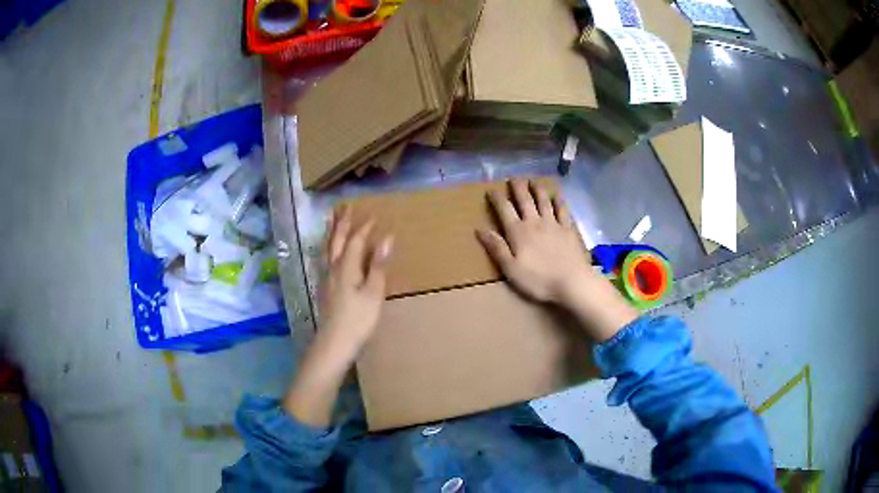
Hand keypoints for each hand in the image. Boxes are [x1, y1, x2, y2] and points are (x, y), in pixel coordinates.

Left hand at [318, 205, 392, 358]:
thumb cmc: (358, 318)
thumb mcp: (373, 292)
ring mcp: (326, 277)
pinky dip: (329, 247)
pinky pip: (326, 258)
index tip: (373, 215)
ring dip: (332, 232)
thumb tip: (387, 238)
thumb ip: (378, 265)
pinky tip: (329, 251)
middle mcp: (333, 267)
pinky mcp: (325, 287)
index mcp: (346, 266)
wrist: (334, 342)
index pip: (355, 240)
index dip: (364, 227)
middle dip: (341, 223)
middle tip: (345, 206)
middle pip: (336, 240)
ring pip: (328, 248)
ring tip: (332, 220)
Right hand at [477, 179, 636, 341]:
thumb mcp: (510, 269)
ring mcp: (554, 224)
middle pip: (525, 200)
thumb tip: (480, 229)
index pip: (504, 210)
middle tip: (513, 178)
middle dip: (518, 187)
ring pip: (544, 201)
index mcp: (518, 232)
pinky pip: (563, 210)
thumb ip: (496, 248)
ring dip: (537, 189)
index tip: (491, 190)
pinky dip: (559, 200)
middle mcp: (535, 222)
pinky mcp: (569, 229)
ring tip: (533, 181)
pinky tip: (557, 196)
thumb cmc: (538, 280)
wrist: (572, 282)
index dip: (497, 198)